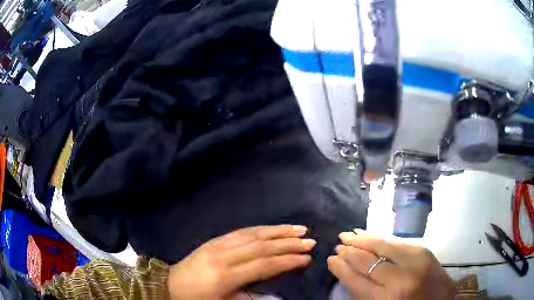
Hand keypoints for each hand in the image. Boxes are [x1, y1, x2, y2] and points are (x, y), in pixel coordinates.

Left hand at [168, 225, 315, 299]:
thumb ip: (252, 298)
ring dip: (277, 231)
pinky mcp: (213, 240)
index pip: (264, 265)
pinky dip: (260, 229)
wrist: (169, 285)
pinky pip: (241, 231)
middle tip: (309, 241)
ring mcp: (218, 245)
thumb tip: (278, 294)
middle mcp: (224, 256)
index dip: (287, 261)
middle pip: (262, 246)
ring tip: (298, 229)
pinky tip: (272, 228)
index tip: (307, 259)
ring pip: (253, 234)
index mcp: (226, 276)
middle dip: (288, 243)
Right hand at [328, 229, 455, 299]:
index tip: (331, 260)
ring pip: (382, 246)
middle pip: (367, 262)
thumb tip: (351, 273)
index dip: (341, 269)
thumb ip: (367, 294)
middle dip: (350, 252)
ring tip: (348, 235)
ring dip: (363, 240)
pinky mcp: (423, 251)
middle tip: (338, 245)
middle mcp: (399, 280)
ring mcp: (414, 262)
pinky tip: (371, 235)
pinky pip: (396, 243)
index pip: (356, 281)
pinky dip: (381, 238)